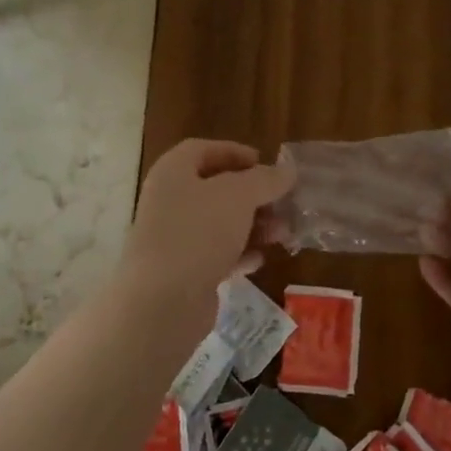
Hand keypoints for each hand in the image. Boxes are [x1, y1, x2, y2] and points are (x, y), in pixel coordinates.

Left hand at [123, 139, 294, 318]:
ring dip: (253, 226)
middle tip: (282, 203)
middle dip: (253, 195)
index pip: (202, 150)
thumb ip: (265, 180)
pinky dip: (239, 254)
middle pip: (215, 189)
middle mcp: (168, 202)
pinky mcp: (183, 272)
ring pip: (219, 224)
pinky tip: (259, 260)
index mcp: (173, 173)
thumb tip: (286, 171)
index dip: (234, 152)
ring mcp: (173, 239)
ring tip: (282, 234)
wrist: (163, 300)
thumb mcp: (239, 196)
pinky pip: (215, 255)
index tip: (265, 162)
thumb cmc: (199, 232)